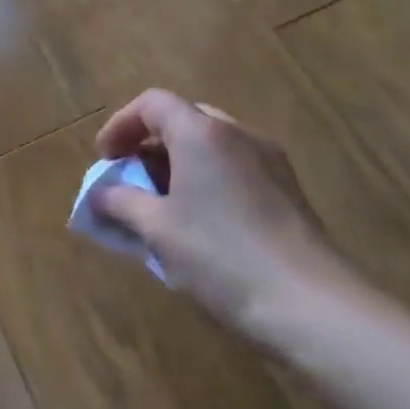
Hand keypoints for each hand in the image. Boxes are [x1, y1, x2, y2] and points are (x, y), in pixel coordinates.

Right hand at [93, 90, 348, 335]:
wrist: (310, 305)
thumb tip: (99, 194)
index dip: (120, 125)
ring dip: (178, 163)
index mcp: (201, 133)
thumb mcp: (157, 229)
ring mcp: (269, 161)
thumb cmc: (221, 255)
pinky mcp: (287, 191)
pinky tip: (199, 222)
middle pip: (183, 119)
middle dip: (149, 144)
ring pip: (211, 144)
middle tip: (130, 177)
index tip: (105, 159)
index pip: (152, 103)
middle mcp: (238, 134)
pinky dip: (206, 180)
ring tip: (160, 204)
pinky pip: (235, 168)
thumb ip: (120, 203)